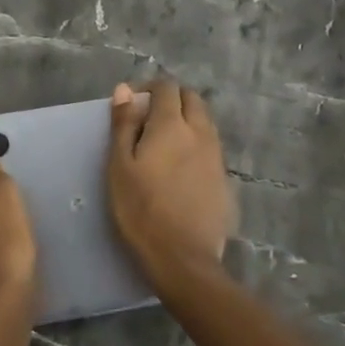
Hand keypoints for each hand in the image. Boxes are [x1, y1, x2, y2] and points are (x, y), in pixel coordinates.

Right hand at [107, 78, 236, 279]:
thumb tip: (125, 89)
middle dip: (171, 98)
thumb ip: (124, 124)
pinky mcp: (224, 178)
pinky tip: (180, 166)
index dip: (148, 87)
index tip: (131, 103)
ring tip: (163, 142)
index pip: (167, 87)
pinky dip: (195, 142)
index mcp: (172, 125)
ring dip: (186, 119)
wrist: (183, 258)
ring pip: (204, 121)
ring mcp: (216, 156)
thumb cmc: (141, 209)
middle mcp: (200, 132)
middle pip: (191, 98)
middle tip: (147, 118)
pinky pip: (210, 146)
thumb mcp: (120, 165)